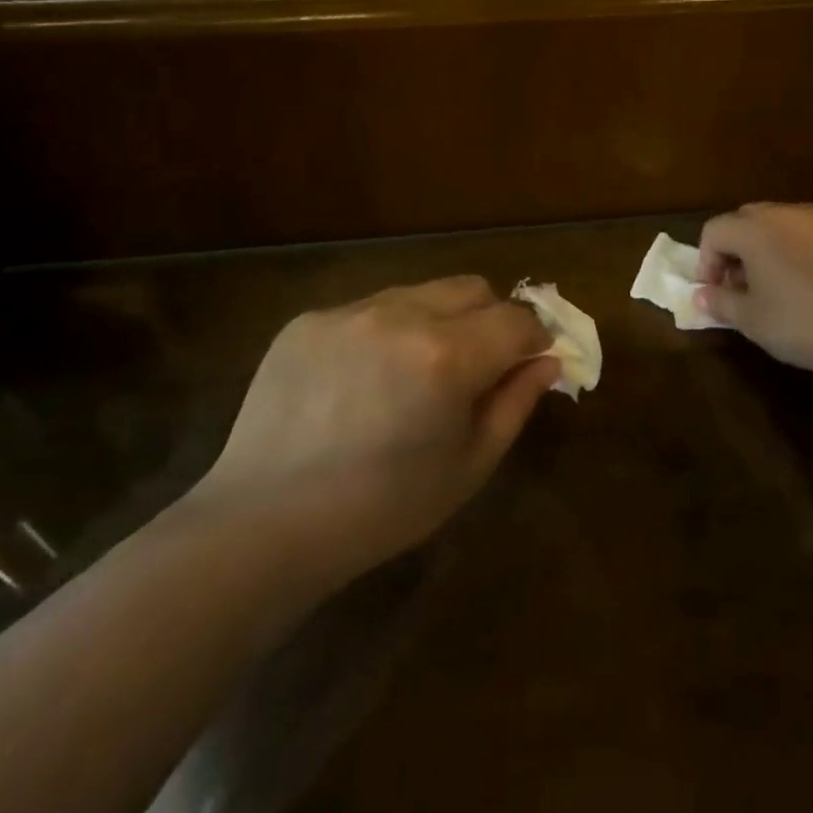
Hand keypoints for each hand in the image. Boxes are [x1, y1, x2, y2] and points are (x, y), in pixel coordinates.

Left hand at [187, 277, 560, 580]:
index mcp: (447, 356)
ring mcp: (350, 312)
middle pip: (473, 289)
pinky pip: (369, 309)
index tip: (530, 362)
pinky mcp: (309, 319)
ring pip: (421, 292)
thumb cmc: (382, 509)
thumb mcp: (469, 466)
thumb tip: (548, 360)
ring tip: (414, 373)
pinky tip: (362, 380)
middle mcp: (401, 315)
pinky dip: (386, 332)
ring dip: (437, 321)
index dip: (534, 338)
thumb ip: (516, 403)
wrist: (264, 524)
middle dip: (490, 319)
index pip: (518, 318)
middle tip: (476, 366)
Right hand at [696, 203, 812, 382]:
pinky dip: (807, 252)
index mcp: (756, 230)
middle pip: (748, 219)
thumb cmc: (806, 324)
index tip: (714, 290)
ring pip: (786, 224)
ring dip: (772, 247)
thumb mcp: (754, 322)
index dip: (706, 260)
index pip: (715, 230)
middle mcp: (789, 214)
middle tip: (743, 285)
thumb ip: (721, 303)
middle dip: (737, 249)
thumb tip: (701, 295)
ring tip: (781, 285)